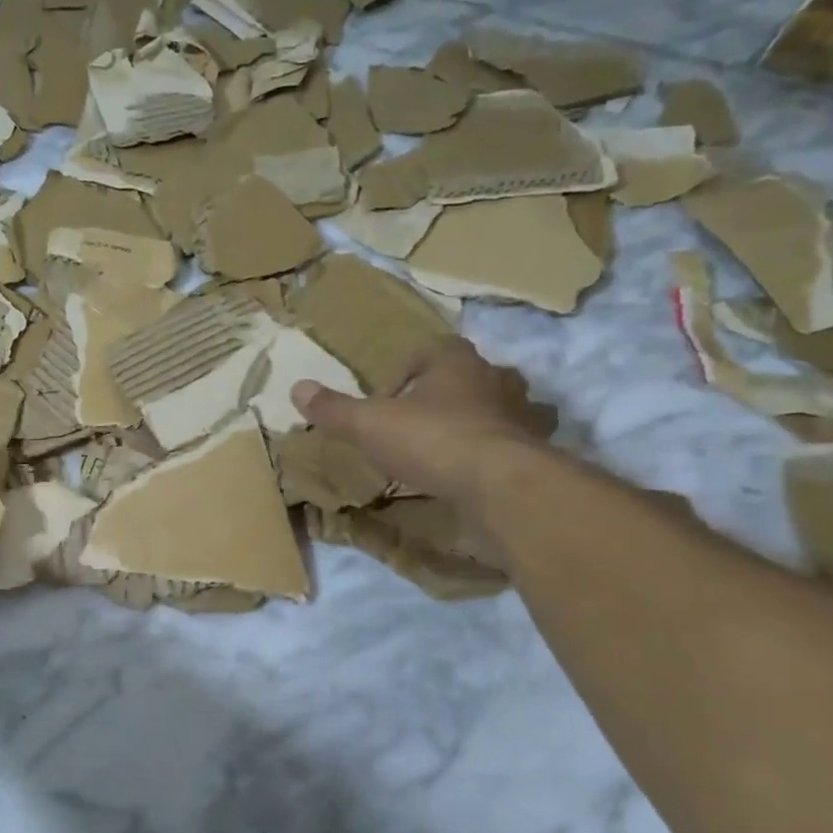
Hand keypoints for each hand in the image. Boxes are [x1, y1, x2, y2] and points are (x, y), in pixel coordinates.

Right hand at [290, 338, 556, 504]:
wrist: (499, 484)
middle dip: (445, 391)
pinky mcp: (535, 451)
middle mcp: (494, 379)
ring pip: (500, 406)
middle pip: (470, 374)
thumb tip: (297, 388)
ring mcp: (521, 415)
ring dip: (478, 418)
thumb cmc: (430, 439)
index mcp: (455, 362)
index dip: (406, 368)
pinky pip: (515, 443)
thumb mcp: (368, 425)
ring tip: (449, 443)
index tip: (386, 398)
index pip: (432, 348)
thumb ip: (334, 409)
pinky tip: (475, 472)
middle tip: (418, 417)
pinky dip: (497, 451)